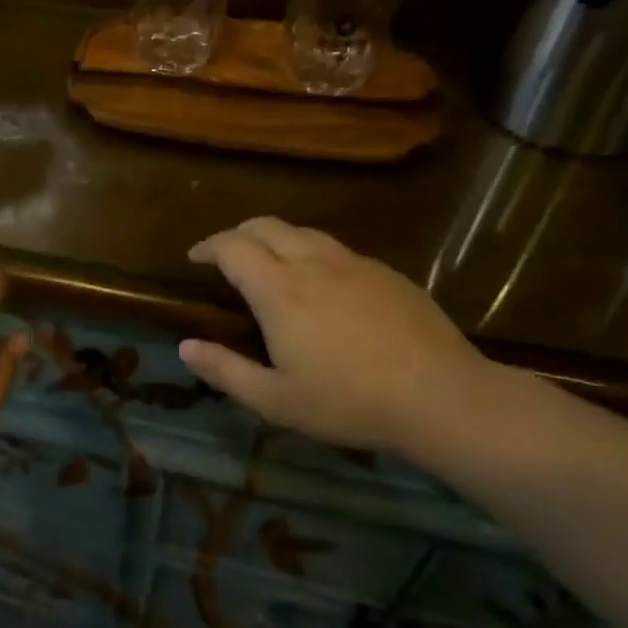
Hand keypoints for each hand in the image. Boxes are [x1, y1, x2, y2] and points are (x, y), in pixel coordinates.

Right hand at [177, 218, 488, 456]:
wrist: (441, 397)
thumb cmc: (349, 402)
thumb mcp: (275, 400)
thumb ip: (225, 370)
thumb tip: (186, 346)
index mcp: (279, 290)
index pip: (232, 247)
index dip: (207, 247)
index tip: (194, 259)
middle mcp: (313, 263)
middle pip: (265, 225)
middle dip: (237, 234)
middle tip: (226, 258)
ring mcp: (354, 263)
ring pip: (303, 232)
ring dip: (275, 239)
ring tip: (270, 265)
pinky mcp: (386, 273)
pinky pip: (336, 249)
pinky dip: (311, 253)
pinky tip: (321, 286)